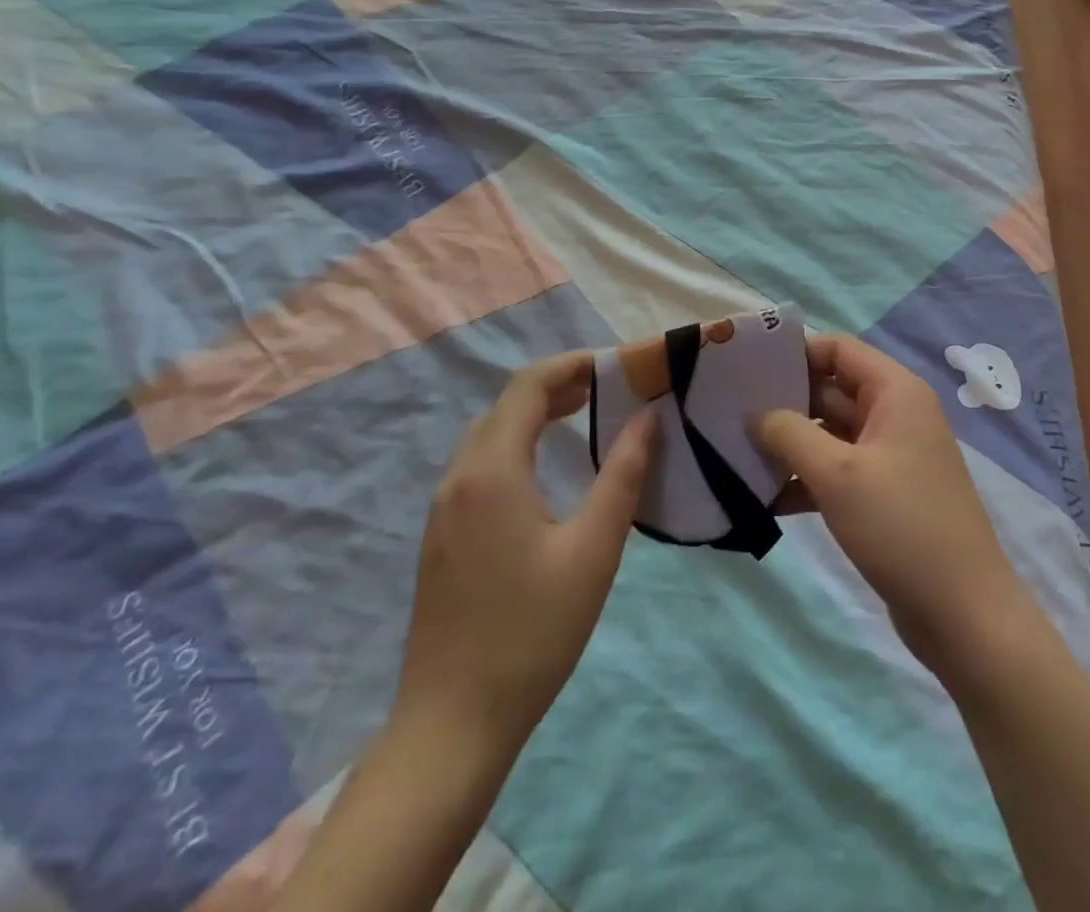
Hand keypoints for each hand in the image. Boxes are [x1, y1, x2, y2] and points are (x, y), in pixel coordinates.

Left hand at [393, 352, 657, 757]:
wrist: (452, 724)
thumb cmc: (532, 633)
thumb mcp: (593, 550)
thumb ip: (623, 476)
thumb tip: (648, 419)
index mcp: (492, 471)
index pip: (527, 387)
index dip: (570, 365)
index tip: (614, 365)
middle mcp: (458, 477)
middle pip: (505, 405)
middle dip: (556, 385)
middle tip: (608, 389)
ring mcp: (443, 508)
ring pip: (489, 434)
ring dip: (534, 413)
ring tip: (584, 415)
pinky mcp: (441, 535)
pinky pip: (479, 464)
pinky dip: (516, 443)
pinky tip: (545, 468)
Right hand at [752, 335, 1034, 678]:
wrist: (963, 614)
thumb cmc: (900, 526)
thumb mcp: (837, 474)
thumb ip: (790, 433)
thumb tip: (756, 413)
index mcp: (895, 392)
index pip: (837, 349)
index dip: (794, 353)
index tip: (747, 369)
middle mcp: (894, 414)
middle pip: (829, 389)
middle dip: (783, 401)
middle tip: (728, 412)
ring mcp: (890, 456)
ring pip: (829, 433)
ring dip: (789, 444)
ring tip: (735, 453)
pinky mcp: (883, 494)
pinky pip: (836, 471)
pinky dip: (805, 479)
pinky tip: (763, 498)